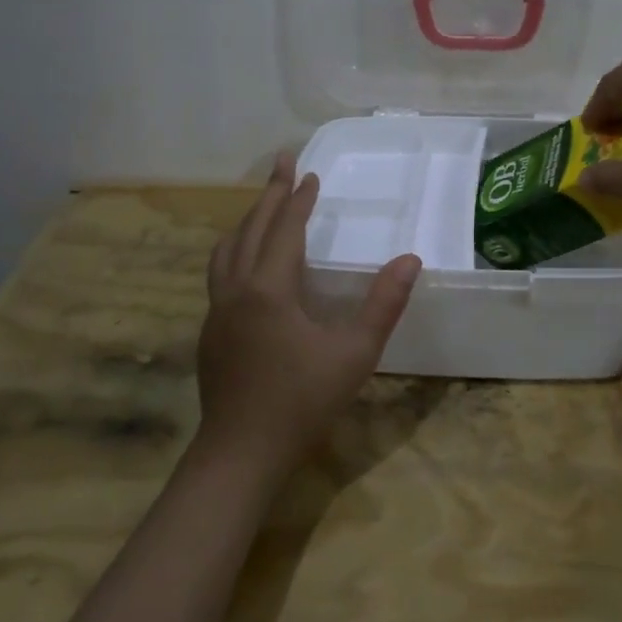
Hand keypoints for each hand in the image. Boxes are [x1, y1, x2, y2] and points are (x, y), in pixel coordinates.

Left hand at [198, 153, 421, 473]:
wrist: (239, 457)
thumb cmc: (301, 403)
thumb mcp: (354, 354)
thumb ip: (384, 304)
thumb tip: (411, 259)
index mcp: (268, 289)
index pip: (284, 230)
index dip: (298, 200)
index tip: (310, 173)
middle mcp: (236, 291)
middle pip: (251, 230)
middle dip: (270, 195)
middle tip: (282, 164)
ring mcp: (216, 313)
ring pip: (227, 251)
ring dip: (247, 222)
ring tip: (264, 207)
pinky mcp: (210, 334)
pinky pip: (220, 274)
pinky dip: (236, 250)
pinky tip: (249, 264)